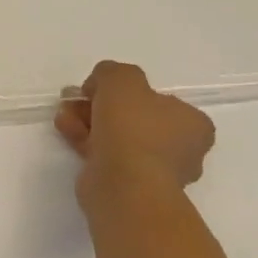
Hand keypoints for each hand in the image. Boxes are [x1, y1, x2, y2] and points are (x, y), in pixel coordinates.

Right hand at [55, 60, 215, 209]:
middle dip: (99, 105)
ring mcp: (155, 170)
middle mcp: (181, 148)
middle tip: (77, 98)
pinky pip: (105, 155)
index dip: (128, 91)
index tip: (104, 89)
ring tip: (64, 114)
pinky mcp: (129, 185)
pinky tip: (65, 129)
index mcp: (193, 124)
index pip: (161, 100)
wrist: (124, 186)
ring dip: (87, 120)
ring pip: (116, 135)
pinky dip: (84, 140)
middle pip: (133, 116)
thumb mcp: (121, 78)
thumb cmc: (133, 127)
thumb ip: (111, 72)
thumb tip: (101, 87)